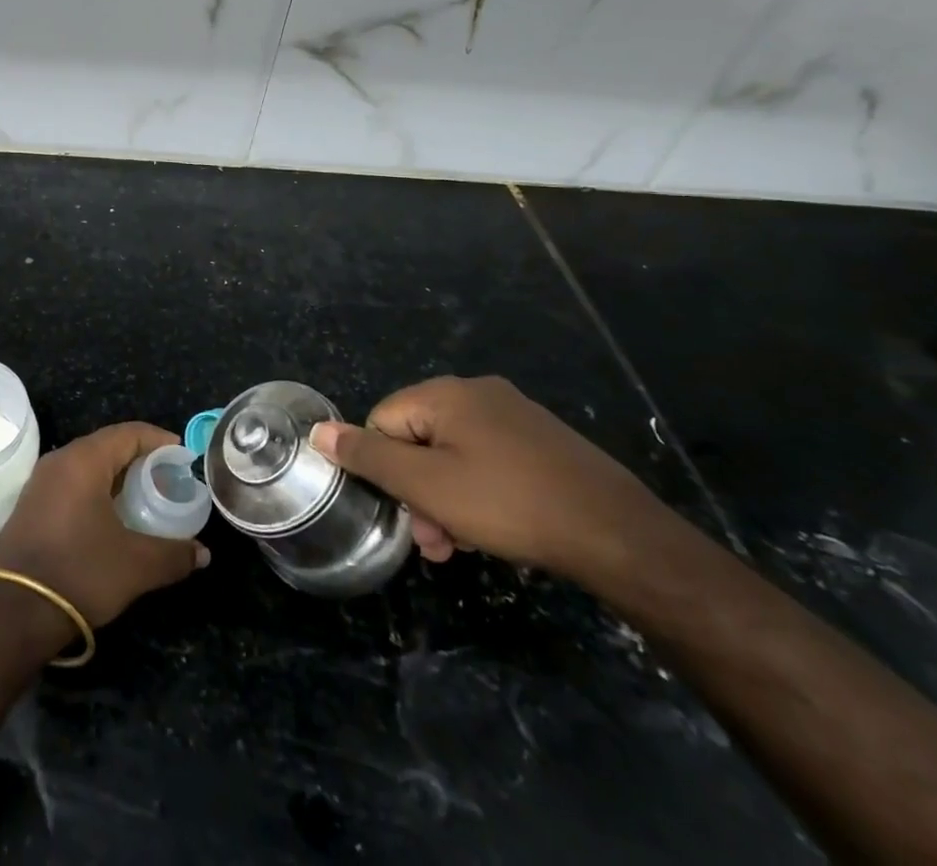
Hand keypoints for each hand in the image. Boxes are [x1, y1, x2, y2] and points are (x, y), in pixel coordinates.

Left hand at [0, 422, 208, 629]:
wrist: (15, 612)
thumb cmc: (80, 573)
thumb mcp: (136, 565)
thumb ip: (174, 554)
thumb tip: (203, 553)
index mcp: (83, 461)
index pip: (128, 433)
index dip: (159, 440)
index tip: (183, 456)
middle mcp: (59, 461)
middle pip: (107, 446)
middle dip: (140, 458)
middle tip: (168, 479)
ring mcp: (40, 482)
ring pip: (87, 465)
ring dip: (117, 476)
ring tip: (144, 497)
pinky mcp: (30, 505)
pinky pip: (71, 483)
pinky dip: (96, 490)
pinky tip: (111, 516)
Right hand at [310, 375, 663, 582]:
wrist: (618, 534)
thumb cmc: (509, 504)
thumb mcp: (427, 486)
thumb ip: (368, 458)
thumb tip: (318, 431)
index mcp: (444, 393)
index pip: (382, 422)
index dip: (386, 471)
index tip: (409, 514)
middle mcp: (476, 392)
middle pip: (418, 438)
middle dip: (418, 491)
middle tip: (437, 541)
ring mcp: (514, 414)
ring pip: (454, 454)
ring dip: (447, 498)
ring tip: (465, 544)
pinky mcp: (541, 440)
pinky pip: (489, 459)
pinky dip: (481, 492)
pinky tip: (497, 528)